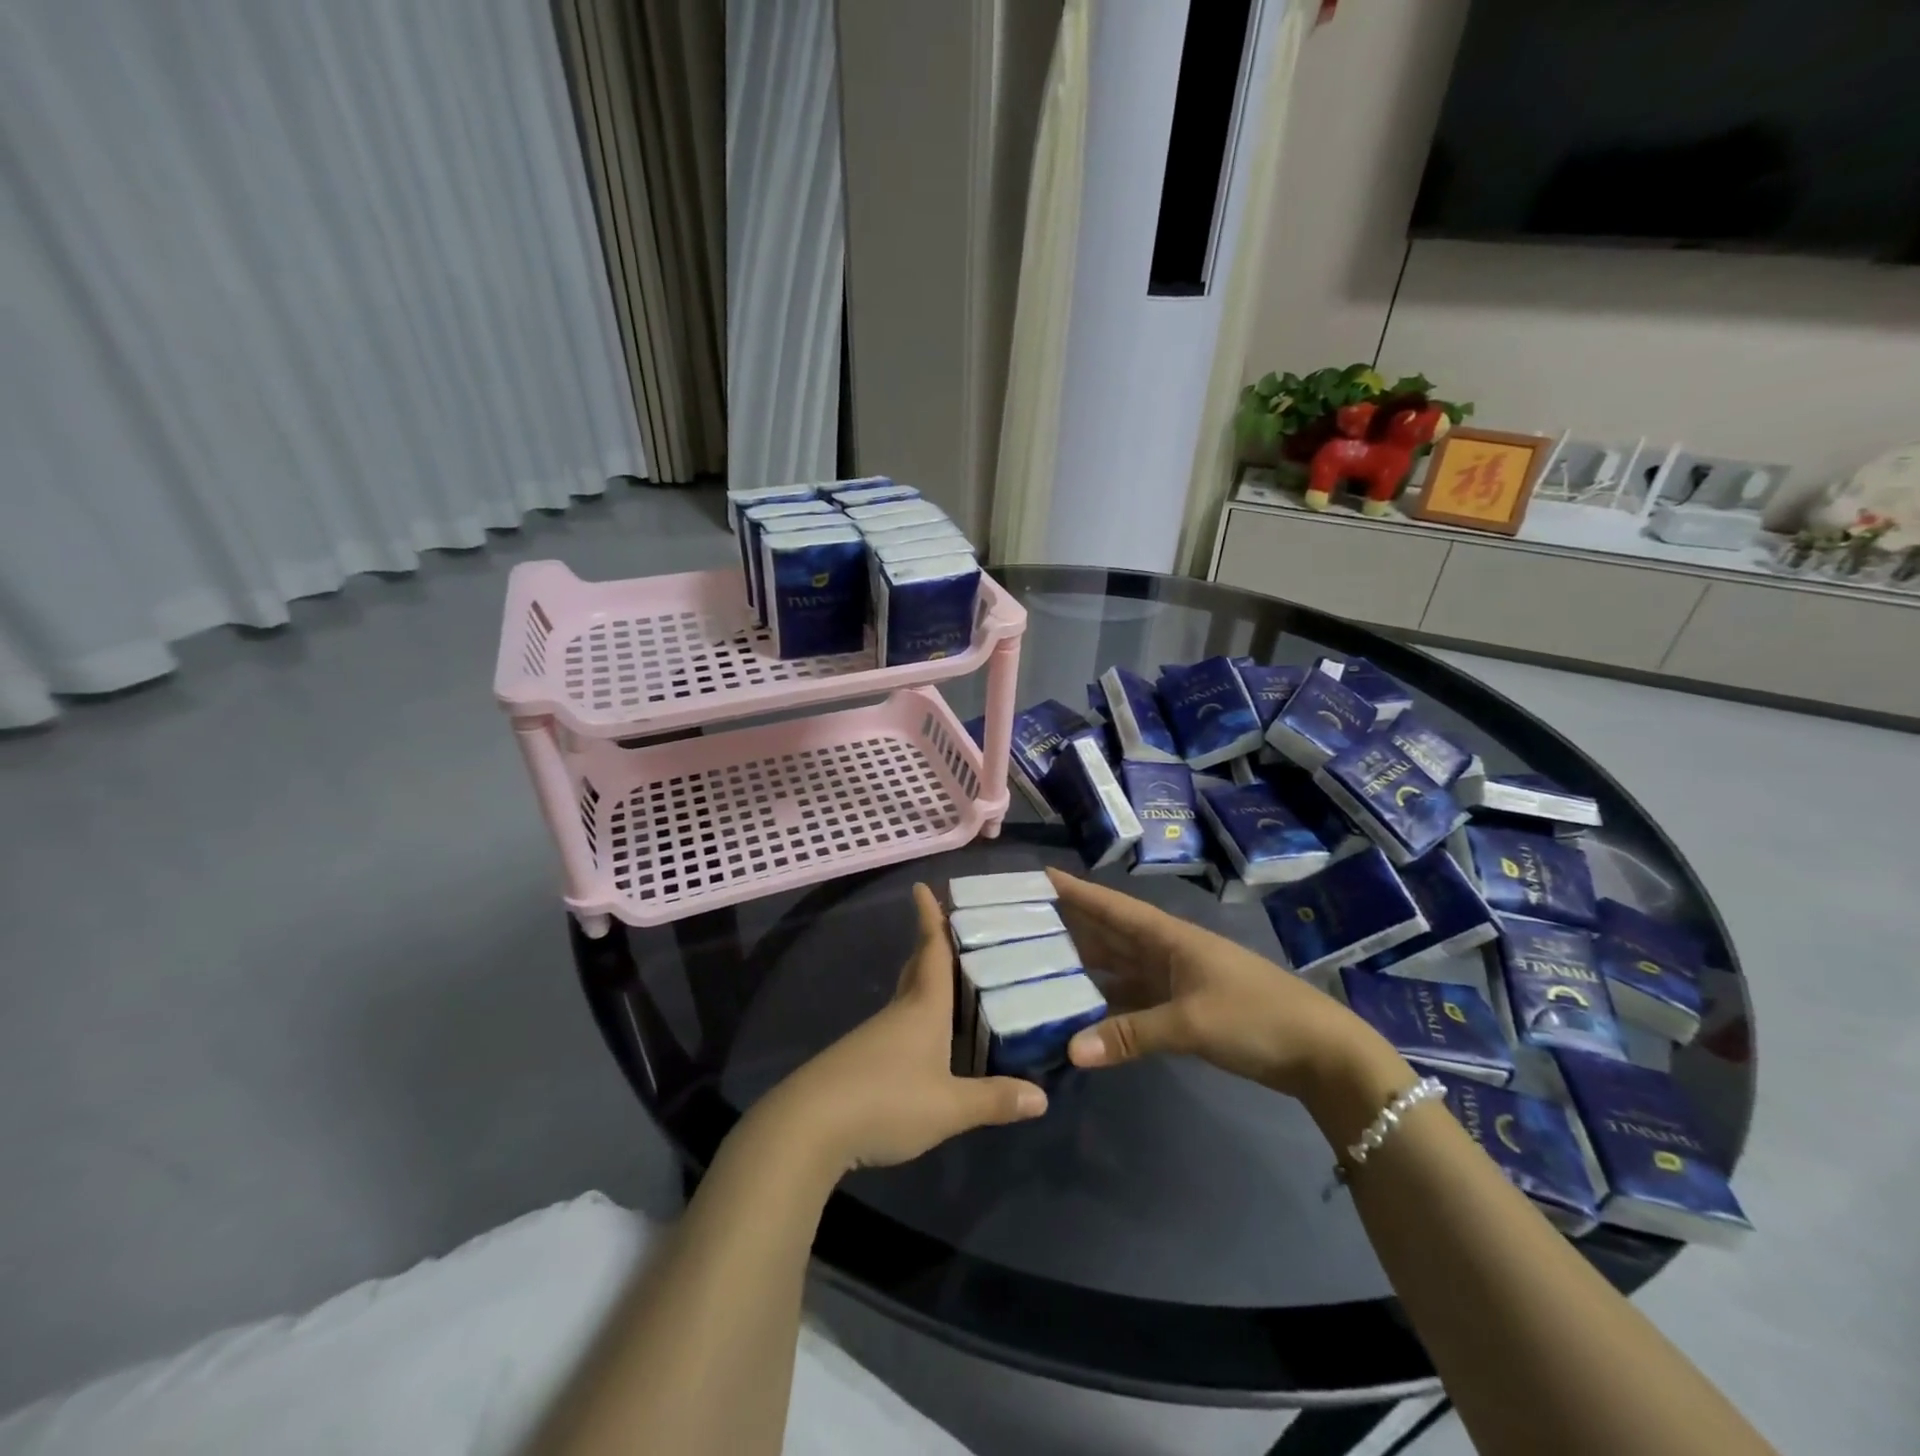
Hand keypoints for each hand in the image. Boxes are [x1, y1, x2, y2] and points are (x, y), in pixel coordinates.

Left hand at [756, 884, 1047, 1174]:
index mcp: (923, 1008)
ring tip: (952, 981)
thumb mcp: (949, 1107)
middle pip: (915, 968)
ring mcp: (875, 1035)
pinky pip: (897, 1025)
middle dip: (929, 944)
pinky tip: (926, 1038)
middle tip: (950, 927)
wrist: (810, 1126)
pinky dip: (916, 1016)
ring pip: (906, 997)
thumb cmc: (887, 1100)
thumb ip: (994, 1100)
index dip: (929, 918)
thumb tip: (1043, 1097)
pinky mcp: (861, 1059)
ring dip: (925, 982)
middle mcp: (899, 1012)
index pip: (930, 951)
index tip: (922, 886)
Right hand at [1050, 868, 1401, 1103]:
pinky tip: (1079, 1011)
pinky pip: (1132, 999)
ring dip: (1084, 965)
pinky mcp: (1183, 1008)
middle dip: (1069, 926)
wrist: (1320, 1052)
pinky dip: (1106, 1004)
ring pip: (1118, 966)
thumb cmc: (1256, 1017)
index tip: (1038, 877)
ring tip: (1037, 963)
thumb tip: (1071, 1050)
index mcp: (1168, 937)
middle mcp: (1165, 951)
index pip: (1111, 907)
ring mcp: (1174, 980)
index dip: (1075, 891)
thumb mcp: (1192, 1023)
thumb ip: (1130, 1035)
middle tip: (1020, 924)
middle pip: (1108, 934)